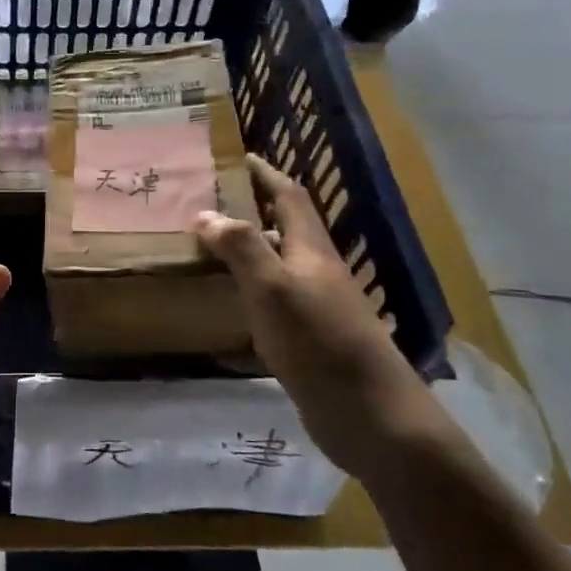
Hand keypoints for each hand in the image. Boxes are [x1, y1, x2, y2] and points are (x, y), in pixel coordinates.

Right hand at [194, 154, 430, 476]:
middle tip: (202, 201)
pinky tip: (220, 300)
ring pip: (274, 264)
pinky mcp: (306, 338)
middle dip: (247, 207)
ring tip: (201, 244)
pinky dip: (244, 288)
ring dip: (243, 248)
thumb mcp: (274, 289)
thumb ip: (241, 248)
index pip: (288, 196)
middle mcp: (314, 271)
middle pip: (281, 226)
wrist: (370, 415)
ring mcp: (313, 306)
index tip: (234, 156)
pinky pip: (269, 299)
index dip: (264, 173)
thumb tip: (206, 213)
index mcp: (311, 249)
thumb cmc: (320, 342)